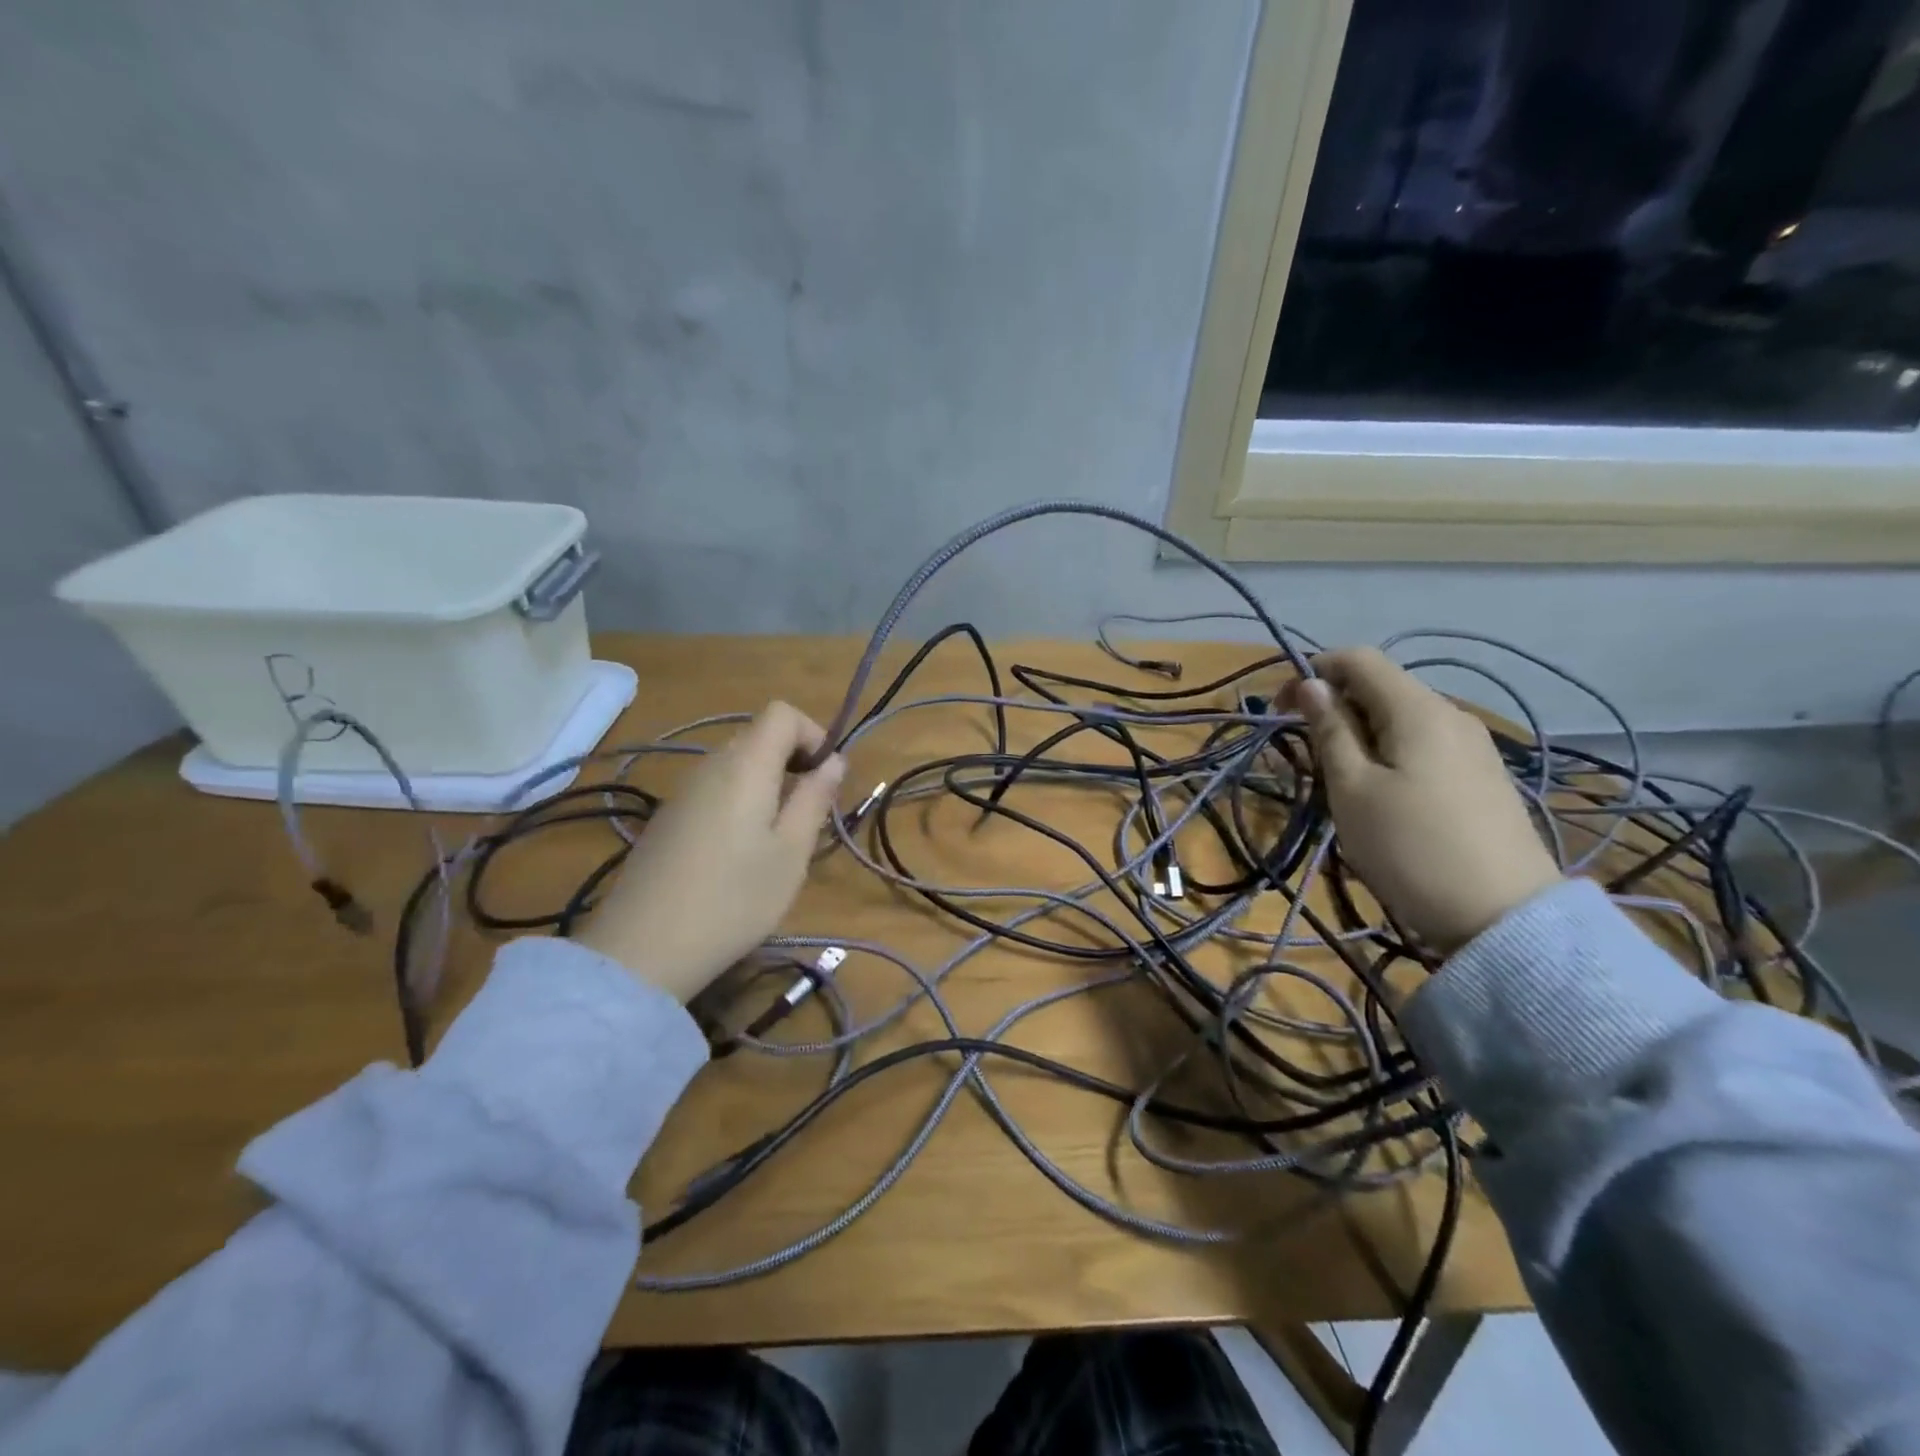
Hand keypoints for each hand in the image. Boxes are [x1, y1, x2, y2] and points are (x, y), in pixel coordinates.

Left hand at [577, 702, 845, 1001]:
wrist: (644, 948)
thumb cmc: (735, 898)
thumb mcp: (791, 852)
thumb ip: (814, 798)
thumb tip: (834, 761)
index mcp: (746, 765)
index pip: (782, 713)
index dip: (813, 734)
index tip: (826, 777)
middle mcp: (710, 765)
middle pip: (759, 736)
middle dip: (794, 761)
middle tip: (809, 812)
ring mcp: (683, 791)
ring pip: (736, 765)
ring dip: (768, 784)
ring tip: (778, 838)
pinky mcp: (667, 818)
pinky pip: (714, 789)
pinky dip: (740, 802)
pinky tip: (738, 854)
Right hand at [1281, 648, 1560, 954]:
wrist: (1503, 916)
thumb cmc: (1410, 847)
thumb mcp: (1351, 789)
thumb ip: (1330, 730)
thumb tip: (1311, 685)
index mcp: (1417, 709)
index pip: (1358, 658)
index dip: (1312, 671)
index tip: (1280, 710)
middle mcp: (1450, 714)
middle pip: (1380, 687)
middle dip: (1334, 708)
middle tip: (1305, 757)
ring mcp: (1472, 745)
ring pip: (1400, 718)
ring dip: (1358, 734)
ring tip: (1340, 783)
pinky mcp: (1481, 775)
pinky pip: (1422, 744)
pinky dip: (1388, 753)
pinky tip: (1382, 795)